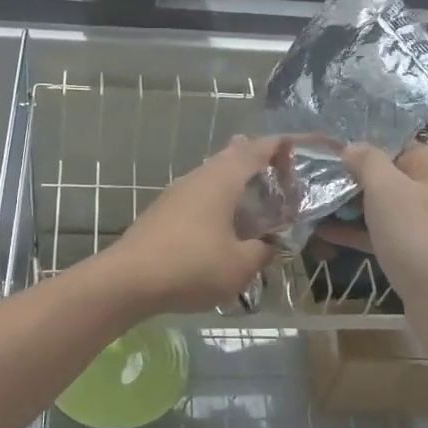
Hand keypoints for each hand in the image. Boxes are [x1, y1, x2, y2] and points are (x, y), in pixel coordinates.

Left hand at [101, 135, 294, 314]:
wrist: (128, 280)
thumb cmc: (192, 266)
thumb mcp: (240, 266)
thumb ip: (262, 252)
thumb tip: (271, 245)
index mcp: (223, 179)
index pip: (257, 150)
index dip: (280, 147)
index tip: (298, 152)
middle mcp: (199, 177)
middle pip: (231, 155)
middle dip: (255, 159)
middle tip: (278, 173)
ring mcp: (176, 192)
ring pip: (212, 174)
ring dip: (234, 180)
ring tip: (253, 197)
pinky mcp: (162, 211)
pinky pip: (198, 194)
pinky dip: (216, 199)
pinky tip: (220, 222)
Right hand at [331, 142, 427, 321]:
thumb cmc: (419, 238)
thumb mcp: (386, 190)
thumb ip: (366, 161)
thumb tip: (352, 147)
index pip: (395, 145)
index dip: (360, 152)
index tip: (326, 160)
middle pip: (392, 176)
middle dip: (354, 182)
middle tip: (315, 186)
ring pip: (389, 207)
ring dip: (354, 209)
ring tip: (314, 208)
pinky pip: (391, 233)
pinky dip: (364, 232)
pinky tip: (327, 234)